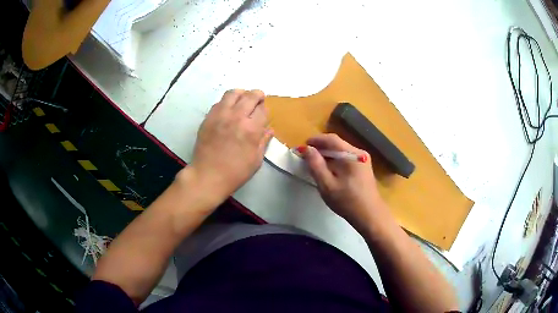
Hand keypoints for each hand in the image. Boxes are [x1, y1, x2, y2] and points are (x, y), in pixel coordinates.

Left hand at [186, 89, 271, 202]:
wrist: (208, 175)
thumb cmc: (235, 172)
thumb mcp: (256, 160)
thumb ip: (263, 141)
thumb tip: (269, 129)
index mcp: (251, 129)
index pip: (263, 109)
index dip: (265, 109)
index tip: (263, 113)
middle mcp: (237, 117)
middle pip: (250, 96)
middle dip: (257, 95)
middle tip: (258, 98)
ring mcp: (220, 115)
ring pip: (233, 93)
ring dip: (241, 94)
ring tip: (243, 99)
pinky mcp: (208, 117)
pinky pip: (219, 102)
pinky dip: (227, 102)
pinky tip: (228, 110)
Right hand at [300, 134, 388, 228]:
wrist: (370, 216)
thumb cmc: (348, 201)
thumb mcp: (327, 185)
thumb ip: (316, 165)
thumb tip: (307, 149)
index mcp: (352, 155)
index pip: (332, 139)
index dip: (316, 140)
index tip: (303, 145)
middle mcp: (359, 153)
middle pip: (337, 144)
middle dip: (321, 147)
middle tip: (307, 155)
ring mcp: (363, 160)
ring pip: (342, 151)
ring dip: (328, 154)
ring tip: (315, 162)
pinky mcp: (363, 167)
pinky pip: (347, 158)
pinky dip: (335, 160)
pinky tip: (328, 169)